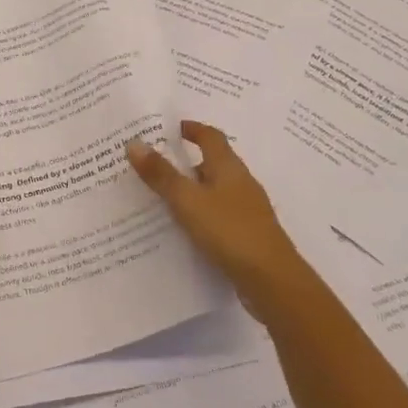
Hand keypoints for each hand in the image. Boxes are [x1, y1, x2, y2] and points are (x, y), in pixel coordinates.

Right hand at [127, 121, 304, 314]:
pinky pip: (219, 215)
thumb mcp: (188, 201)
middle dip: (187, 161)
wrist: (272, 280)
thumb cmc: (230, 231)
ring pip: (215, 191)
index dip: (193, 129)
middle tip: (157, 164)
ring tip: (163, 197)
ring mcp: (247, 210)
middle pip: (214, 163)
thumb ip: (162, 175)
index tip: (172, 127)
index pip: (211, 137)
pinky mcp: (248, 234)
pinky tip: (185, 229)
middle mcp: (241, 183)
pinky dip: (201, 214)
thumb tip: (135, 143)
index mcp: (229, 167)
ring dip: (193, 190)